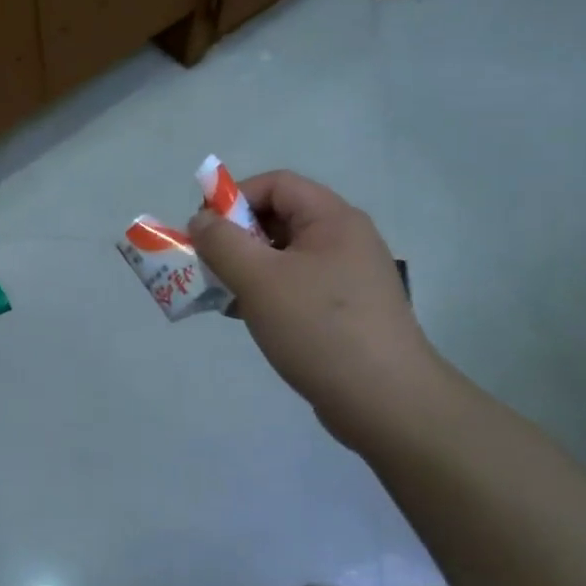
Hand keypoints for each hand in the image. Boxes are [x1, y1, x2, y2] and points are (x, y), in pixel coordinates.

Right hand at [189, 171, 443, 451]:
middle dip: (235, 237)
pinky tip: (243, 316)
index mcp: (333, 220)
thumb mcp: (260, 280)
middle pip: (279, 218)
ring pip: (283, 256)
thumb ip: (222, 243)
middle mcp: (344, 240)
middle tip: (207, 265)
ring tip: (220, 294)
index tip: (204, 231)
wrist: (385, 401)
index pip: (276, 184)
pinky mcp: (343, 311)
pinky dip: (264, 293)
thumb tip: (200, 221)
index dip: (234, 198)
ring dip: (246, 268)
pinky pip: (295, 286)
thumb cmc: (319, 328)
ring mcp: (346, 277)